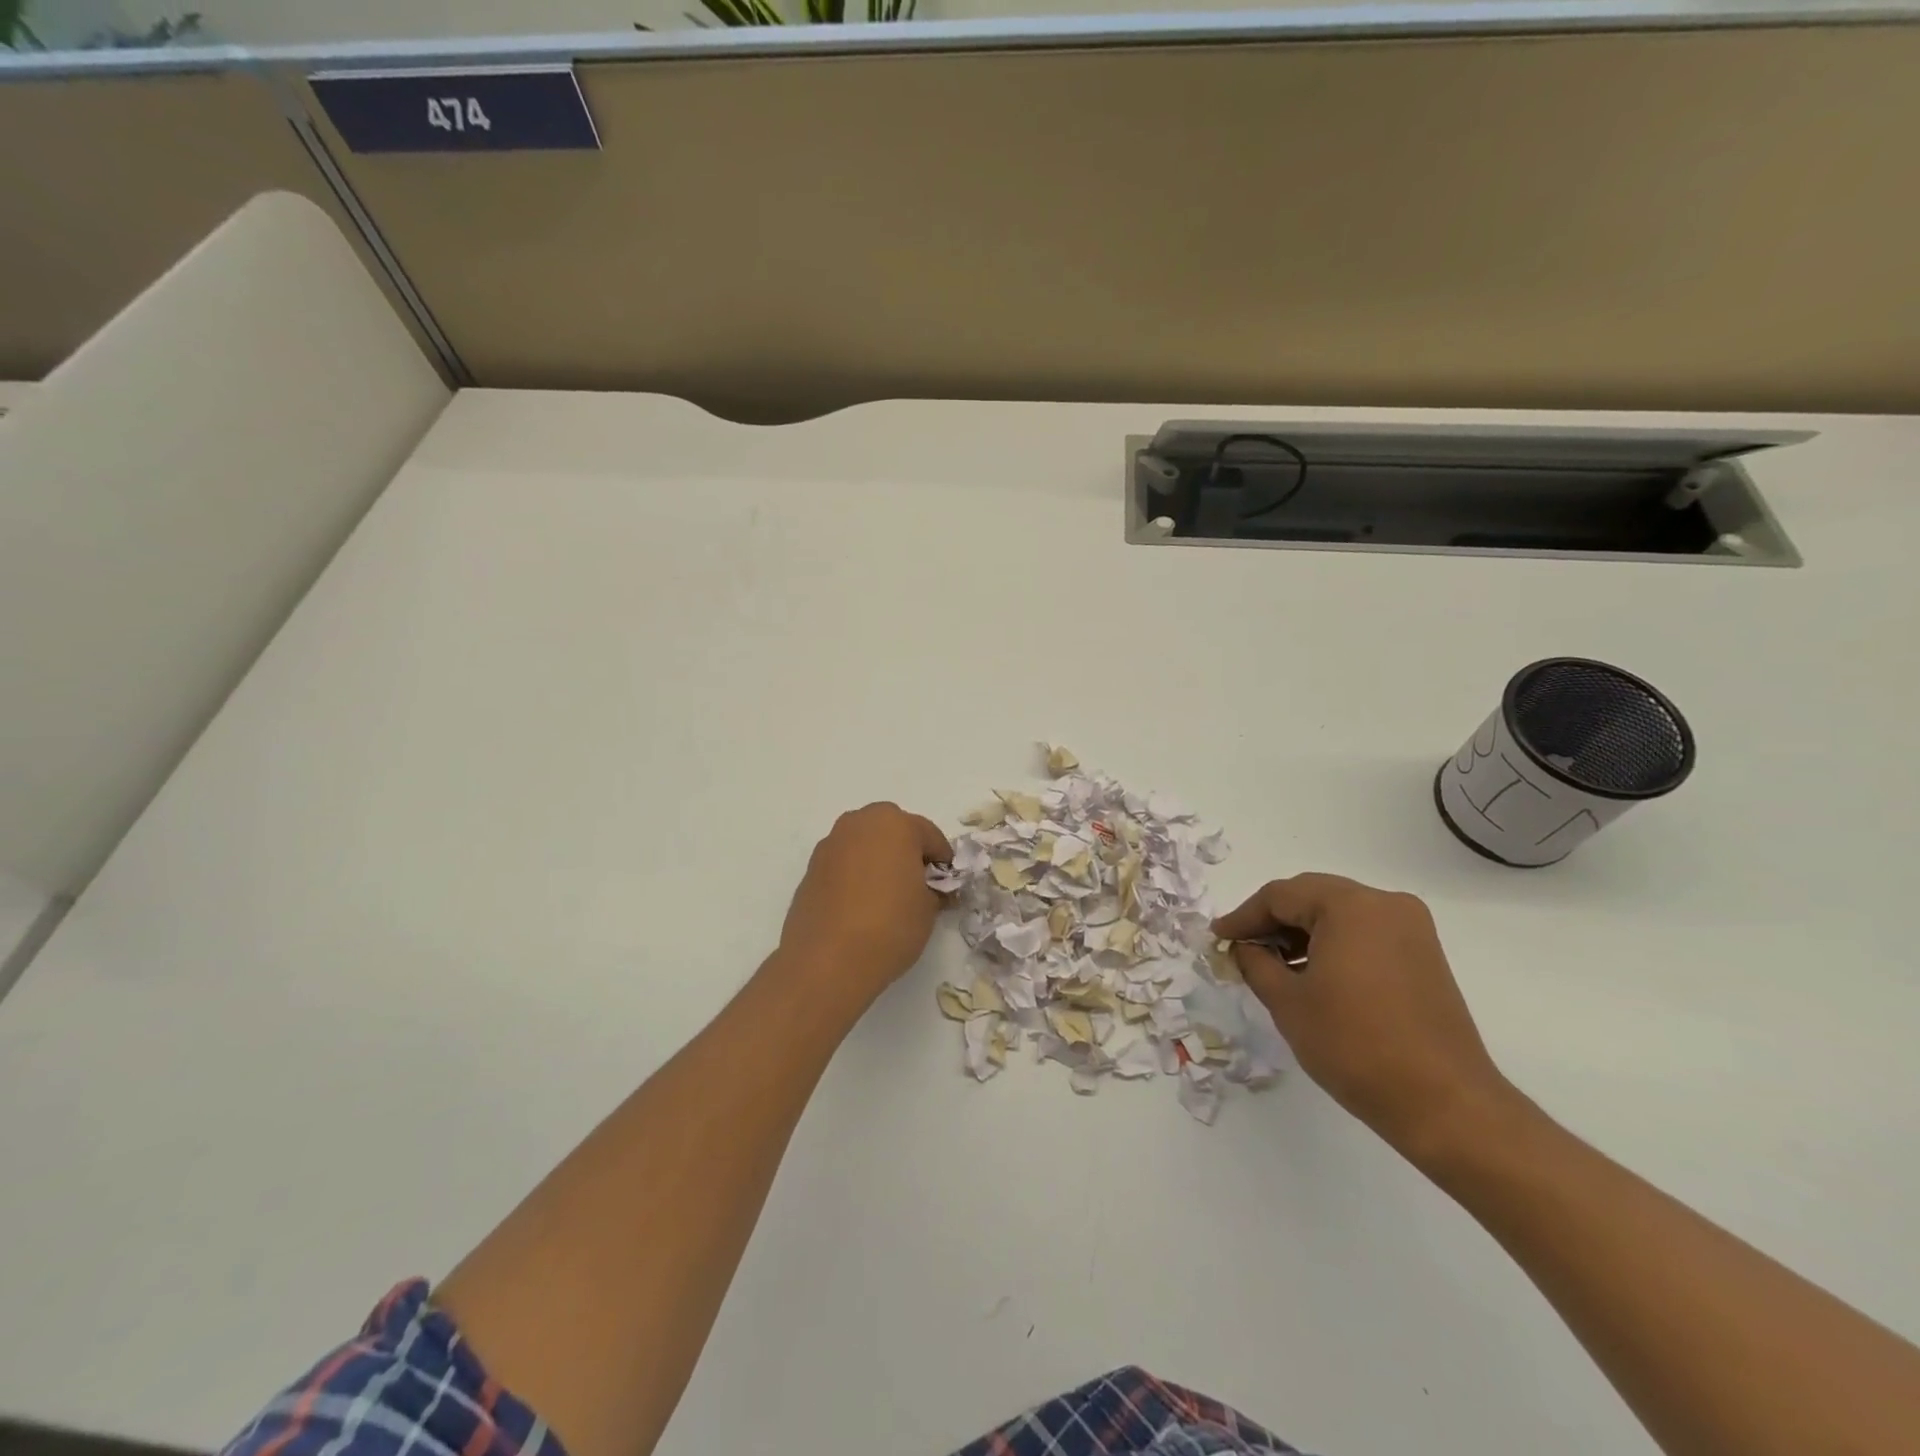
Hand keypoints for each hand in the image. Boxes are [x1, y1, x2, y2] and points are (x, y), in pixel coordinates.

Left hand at [778, 803, 952, 1005]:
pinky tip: (860, 906)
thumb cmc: (890, 926)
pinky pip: (843, 864)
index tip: (946, 884)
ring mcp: (830, 844)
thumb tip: (933, 890)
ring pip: (863, 844)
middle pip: (892, 830)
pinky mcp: (811, 869)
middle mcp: (859, 824)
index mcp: (895, 824)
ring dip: (877, 860)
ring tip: (886, 895)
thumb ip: (934, 890)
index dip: (942, 860)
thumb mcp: (929, 910)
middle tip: (916, 883)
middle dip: (906, 851)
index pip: (929, 835)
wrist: (828, 961)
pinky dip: (854, 875)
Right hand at [1214, 873, 1514, 1157]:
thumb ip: (1256, 963)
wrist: (1444, 1104)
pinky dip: (1332, 944)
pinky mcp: (1423, 955)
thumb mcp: (1288, 1002)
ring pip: (1338, 914)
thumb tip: (1243, 948)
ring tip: (1271, 965)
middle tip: (1240, 948)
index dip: (1244, 917)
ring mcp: (1411, 929)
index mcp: (1350, 906)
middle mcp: (1385, 904)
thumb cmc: (1355, 1045)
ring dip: (1302, 932)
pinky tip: (1311, 973)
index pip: (1280, 895)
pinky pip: (1364, 933)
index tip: (1217, 939)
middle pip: (1311, 897)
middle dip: (1272, 921)